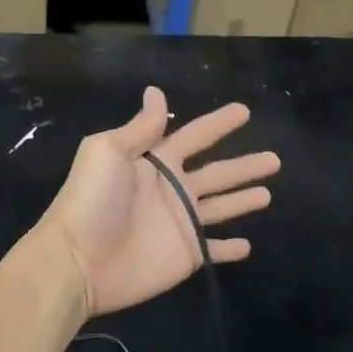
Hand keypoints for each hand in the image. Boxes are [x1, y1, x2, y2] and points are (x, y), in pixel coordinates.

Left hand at [35, 86, 278, 317]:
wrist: (77, 260)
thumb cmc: (92, 200)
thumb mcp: (109, 151)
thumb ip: (140, 127)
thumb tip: (156, 91)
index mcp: (155, 161)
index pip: (195, 136)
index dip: (218, 124)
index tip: (244, 111)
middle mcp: (172, 189)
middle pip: (217, 172)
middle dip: (244, 165)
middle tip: (275, 158)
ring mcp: (181, 223)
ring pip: (221, 207)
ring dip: (243, 199)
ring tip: (268, 192)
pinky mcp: (185, 255)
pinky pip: (213, 250)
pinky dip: (229, 248)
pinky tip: (248, 245)